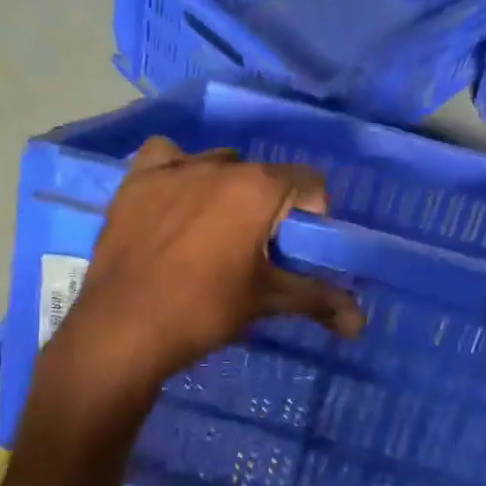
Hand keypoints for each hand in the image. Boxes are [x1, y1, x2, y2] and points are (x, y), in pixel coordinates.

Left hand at [51, 138, 363, 398]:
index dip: (314, 213)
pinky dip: (177, 171)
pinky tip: (174, 199)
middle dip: (269, 205)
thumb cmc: (204, 311)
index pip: (309, 181)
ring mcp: (173, 168)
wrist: (123, 329)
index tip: (299, 247)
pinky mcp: (135, 181)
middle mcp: (219, 164)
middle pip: (263, 175)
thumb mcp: (266, 301)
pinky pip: (166, 156)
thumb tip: (361, 325)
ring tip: (214, 230)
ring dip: (227, 188)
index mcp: (258, 188)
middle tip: (257, 248)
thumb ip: (318, 300)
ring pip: (217, 163)